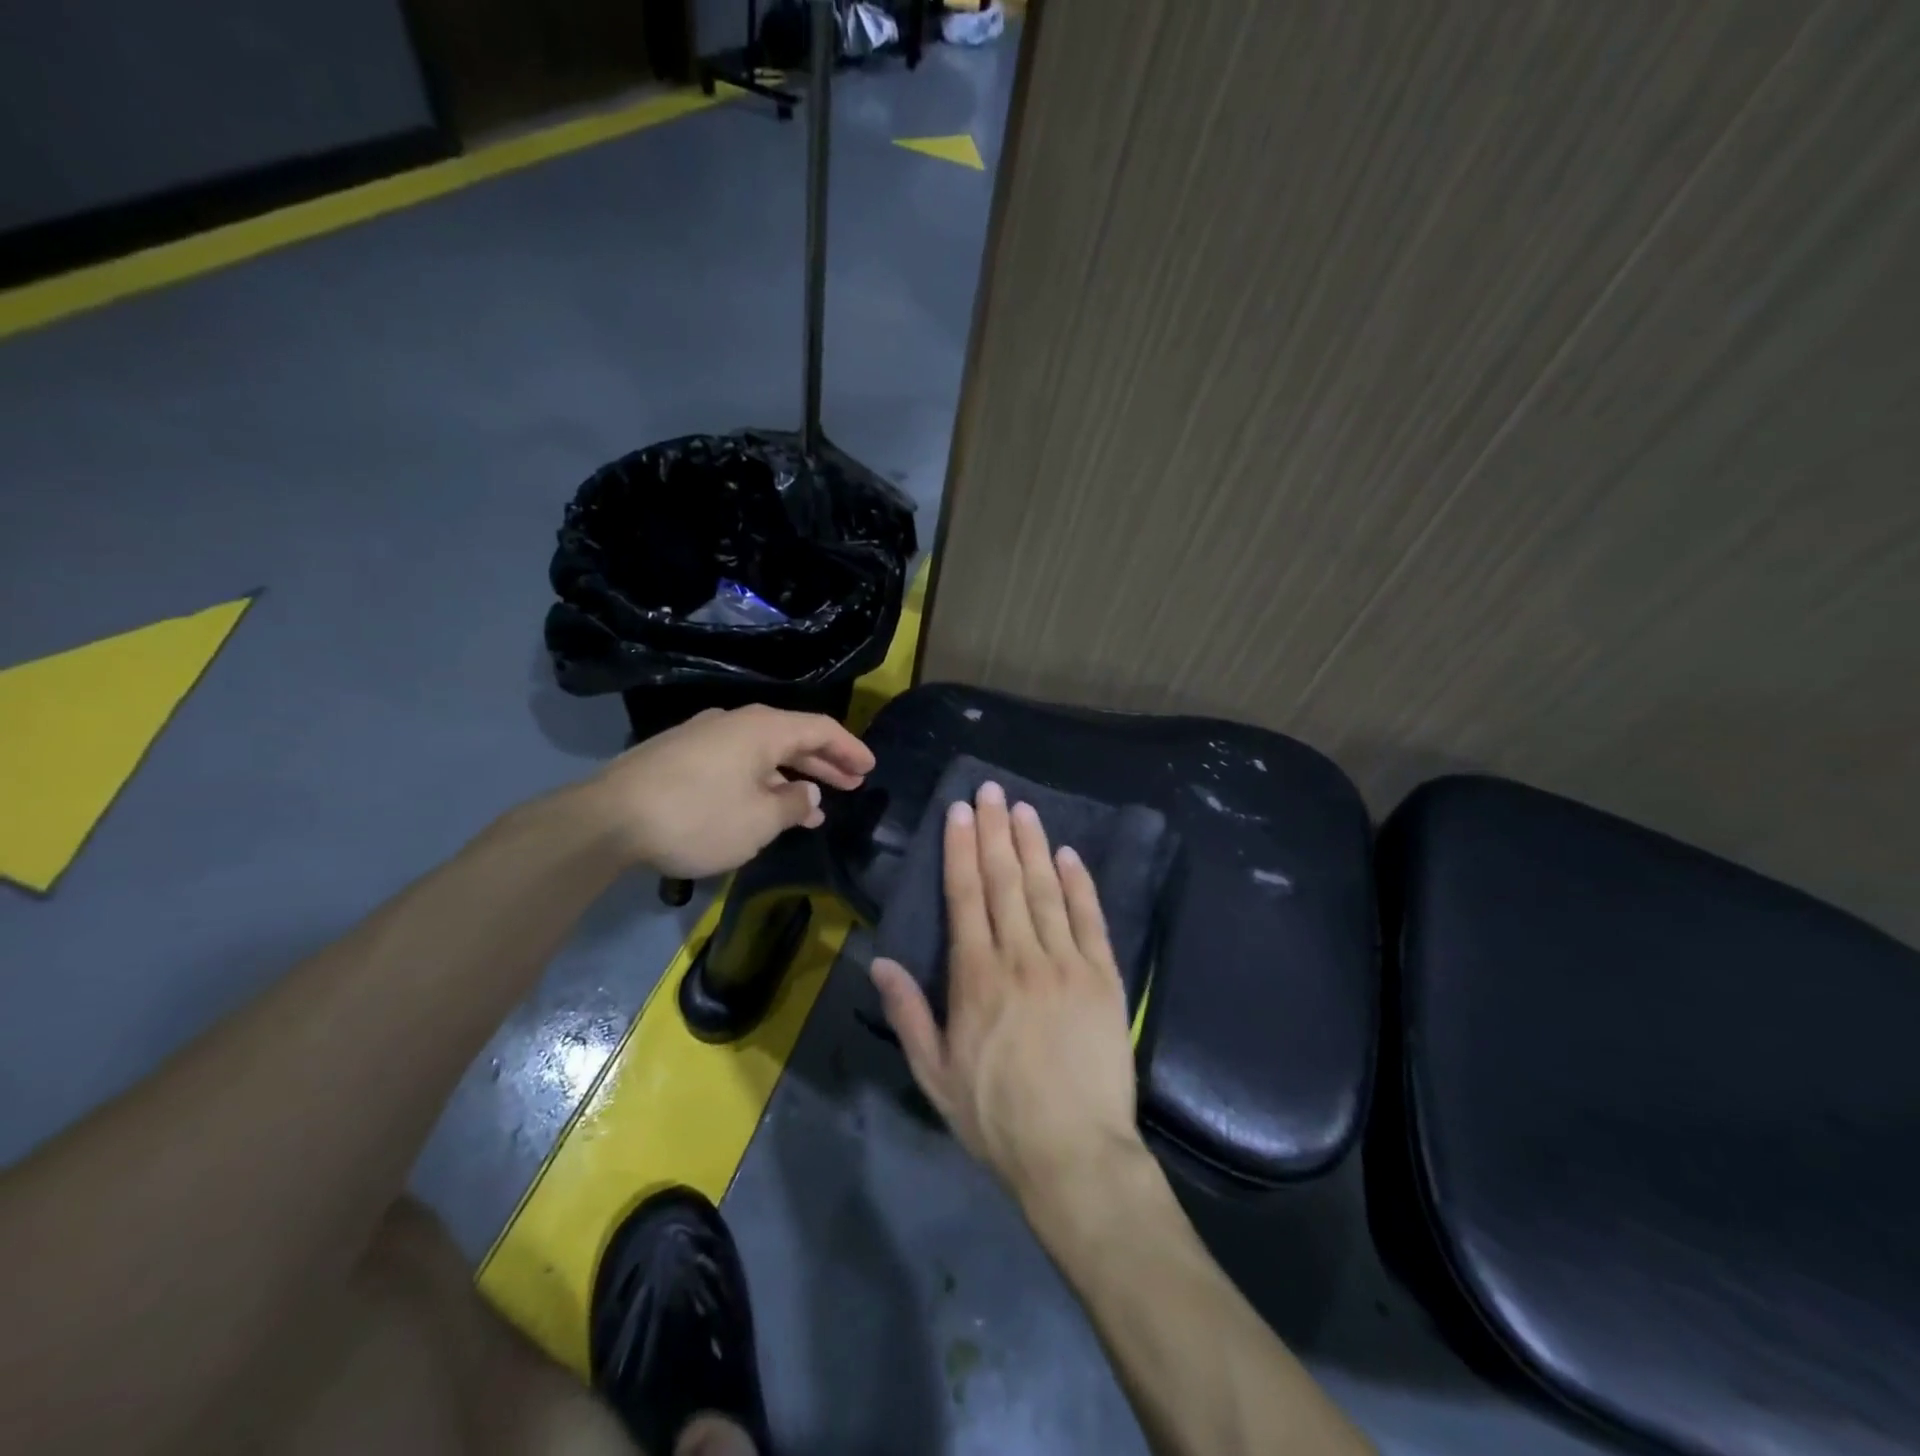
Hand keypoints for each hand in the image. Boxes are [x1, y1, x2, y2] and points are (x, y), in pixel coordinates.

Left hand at [590, 705, 874, 878]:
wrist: (608, 819)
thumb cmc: (698, 817)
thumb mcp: (759, 820)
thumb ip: (793, 804)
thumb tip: (808, 794)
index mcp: (763, 728)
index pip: (821, 729)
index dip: (850, 748)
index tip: (870, 768)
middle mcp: (736, 723)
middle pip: (793, 738)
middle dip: (826, 763)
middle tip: (853, 784)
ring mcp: (705, 736)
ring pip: (763, 753)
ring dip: (792, 777)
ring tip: (815, 807)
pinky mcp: (681, 755)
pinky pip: (737, 762)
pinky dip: (761, 781)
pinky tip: (764, 806)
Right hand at [870, 781, 1142, 1208]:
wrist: (1074, 1155)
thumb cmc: (996, 1118)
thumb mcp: (934, 1075)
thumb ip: (908, 1014)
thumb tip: (880, 961)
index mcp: (976, 977)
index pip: (966, 896)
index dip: (961, 849)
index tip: (960, 812)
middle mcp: (1020, 957)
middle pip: (1005, 880)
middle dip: (995, 831)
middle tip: (991, 791)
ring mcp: (1067, 964)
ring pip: (1045, 890)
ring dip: (1033, 845)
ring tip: (1024, 809)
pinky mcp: (1104, 978)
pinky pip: (1090, 919)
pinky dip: (1079, 884)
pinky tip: (1069, 855)